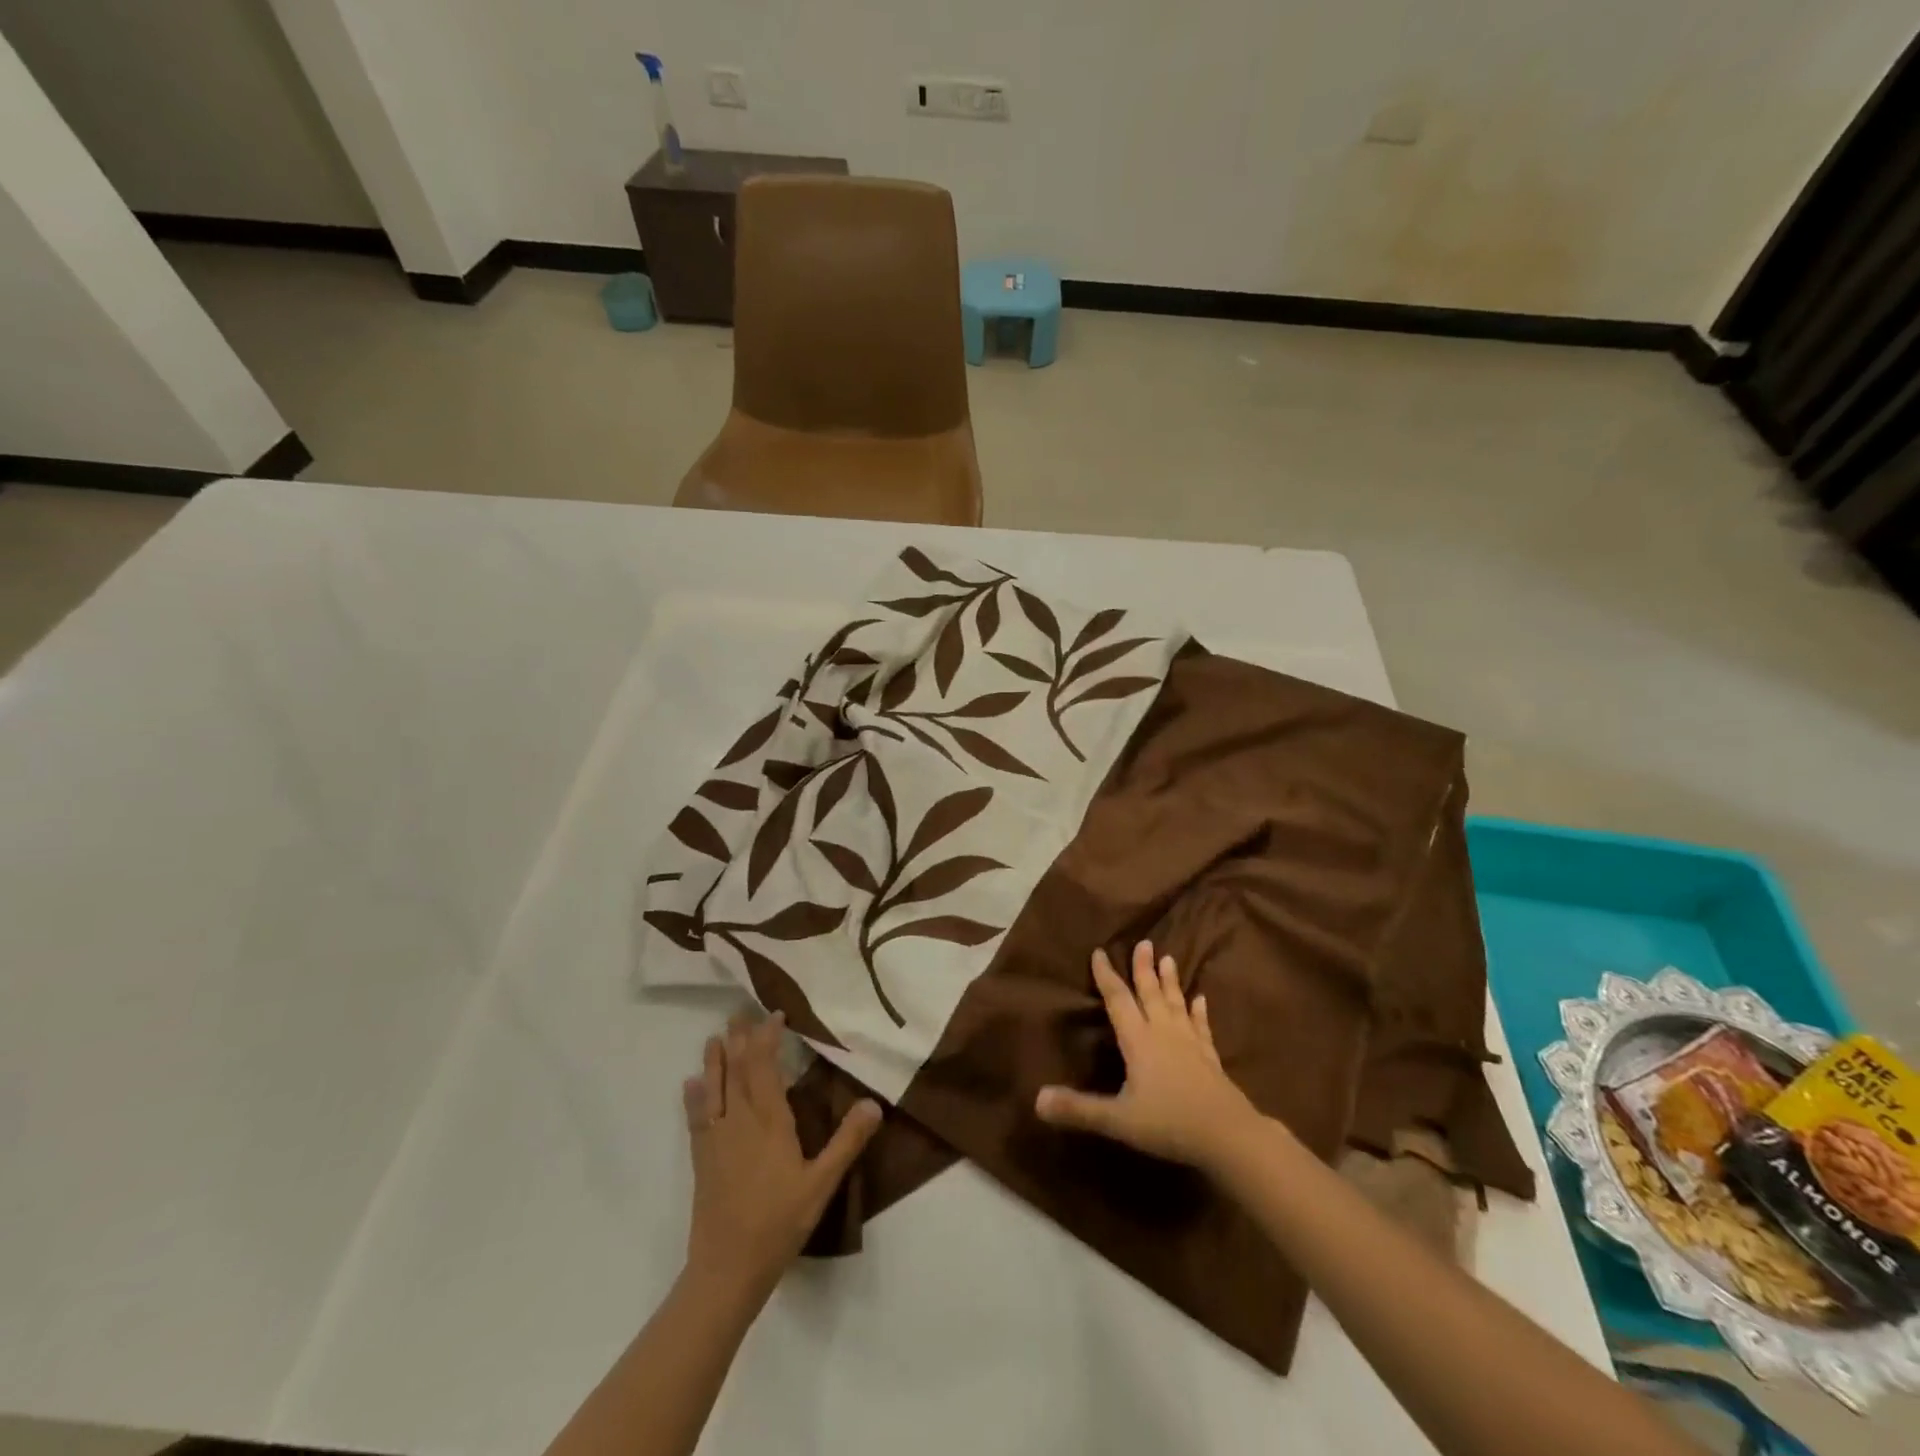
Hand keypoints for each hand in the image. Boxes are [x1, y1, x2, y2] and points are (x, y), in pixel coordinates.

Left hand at [682, 1011, 880, 1305]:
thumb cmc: (779, 1222)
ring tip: (713, 1037)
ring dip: (715, 1061)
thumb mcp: (822, 1183)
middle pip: (738, 1071)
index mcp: (770, 1122)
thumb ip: (847, 1142)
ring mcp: (717, 1140)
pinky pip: (696, 1119)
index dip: (768, 1039)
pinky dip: (693, 1098)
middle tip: (740, 1013)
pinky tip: (690, 1085)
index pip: (766, 1068)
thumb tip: (873, 1103)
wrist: (728, 1269)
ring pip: (715, 1089)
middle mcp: (740, 1121)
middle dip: (740, 1040)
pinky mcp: (702, 1160)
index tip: (775, 1015)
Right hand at [1035, 941, 1259, 1172]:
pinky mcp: (1210, 1057)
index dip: (1106, 976)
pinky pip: (1201, 1027)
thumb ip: (1078, 1109)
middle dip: (1144, 968)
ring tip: (1169, 959)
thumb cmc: (1169, 1123)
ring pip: (1176, 1004)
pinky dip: (1199, 1012)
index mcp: (1138, 1040)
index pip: (1118, 1000)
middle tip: (1144, 942)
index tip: (1099, 952)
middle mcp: (1163, 1033)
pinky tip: (1201, 1000)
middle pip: (1150, 994)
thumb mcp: (1118, 1120)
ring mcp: (1189, 1043)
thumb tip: (1037, 1100)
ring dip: (1170, 982)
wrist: (1228, 1135)